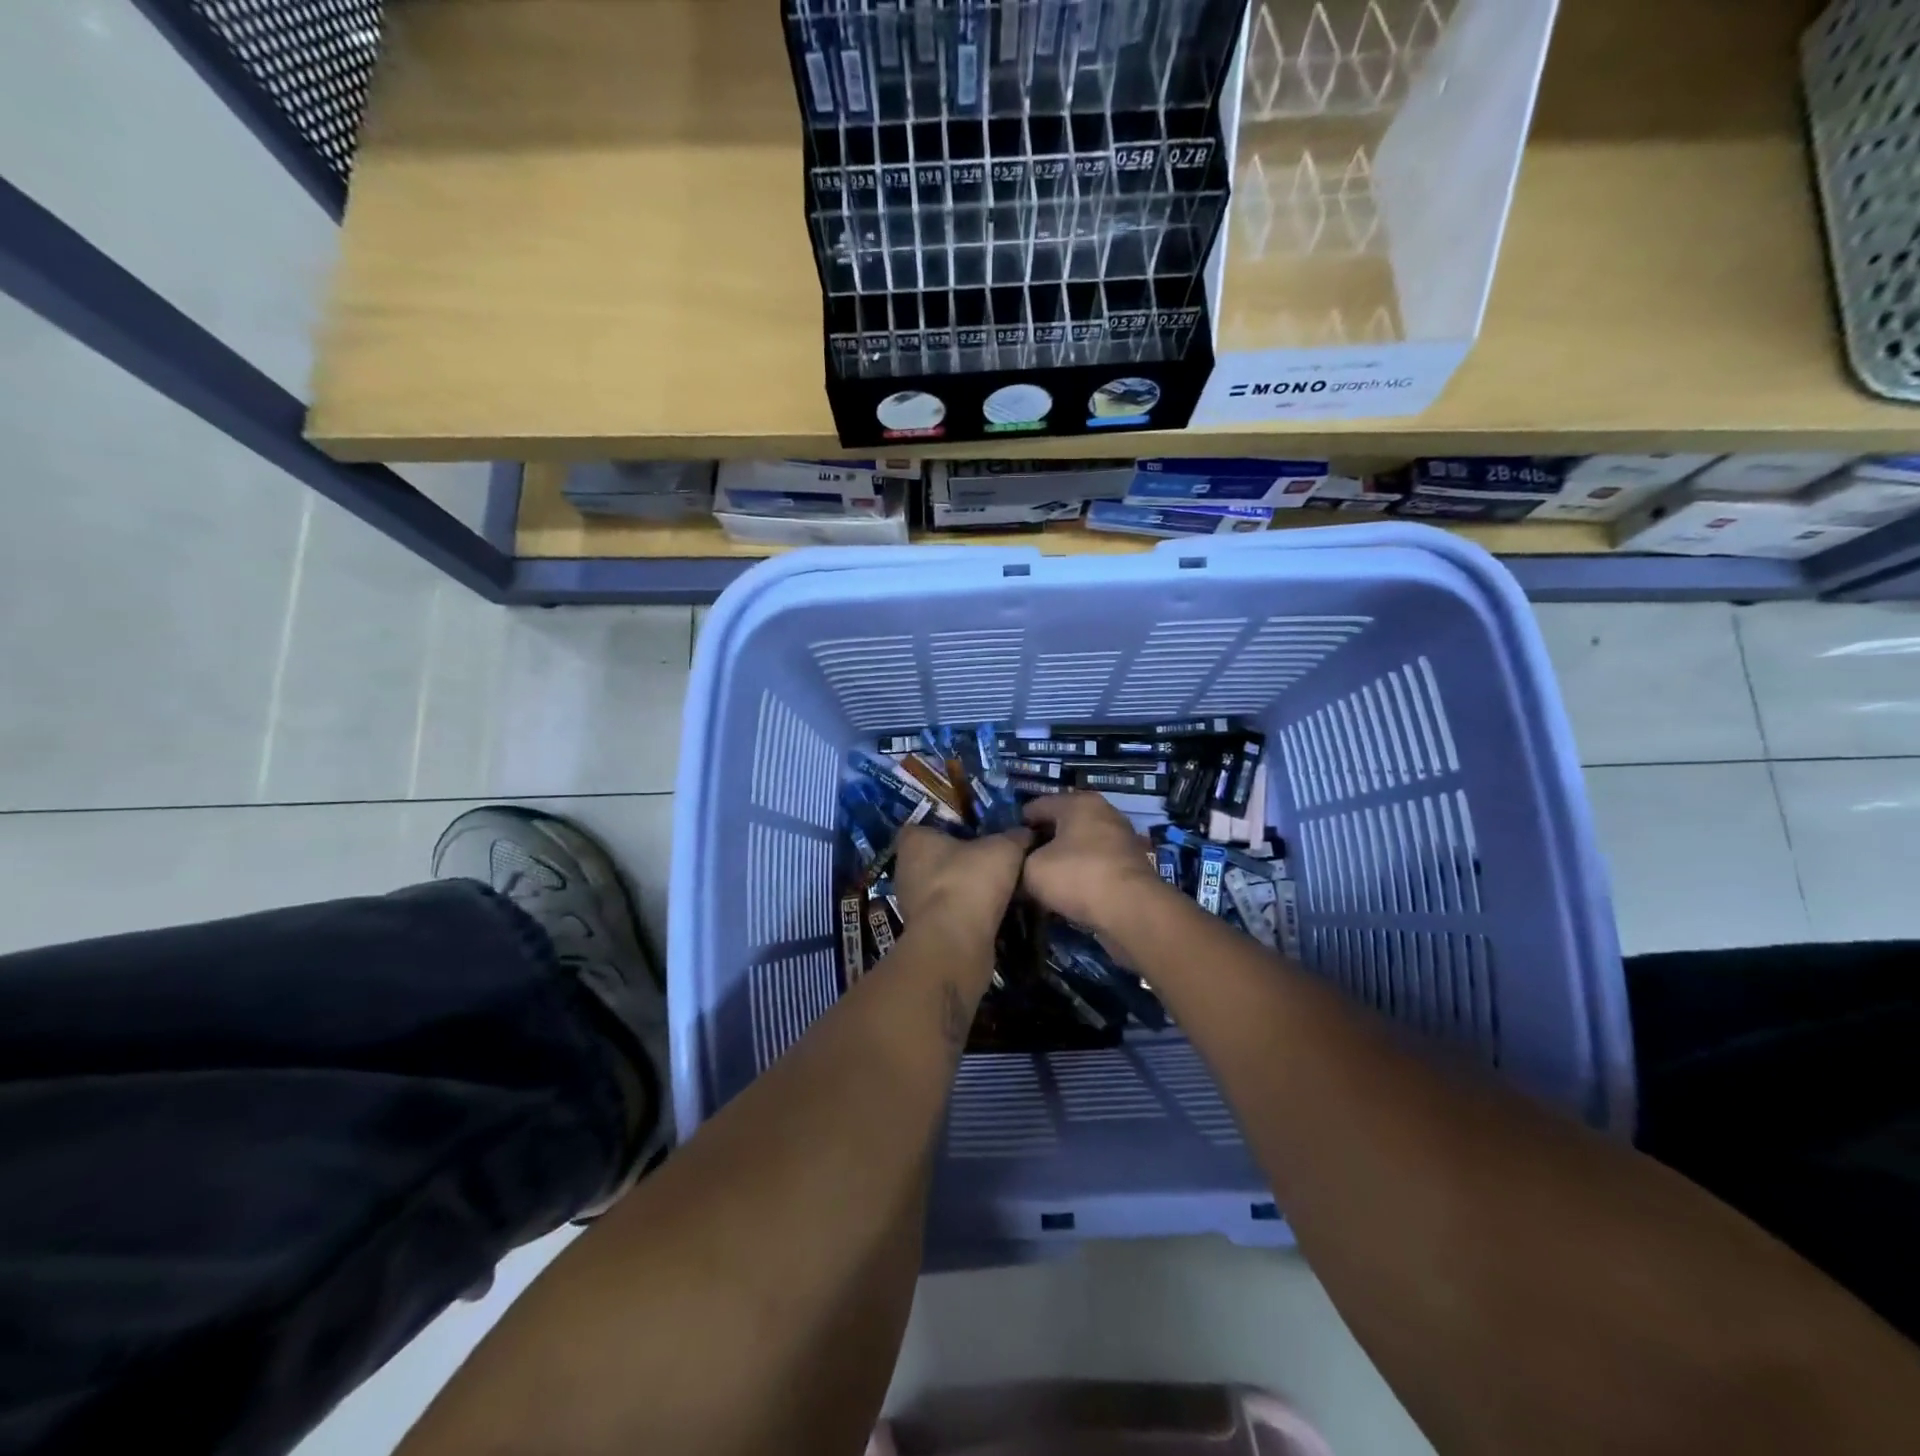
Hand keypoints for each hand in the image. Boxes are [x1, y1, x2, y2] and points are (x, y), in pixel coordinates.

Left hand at [893, 825, 1031, 937]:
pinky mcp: (922, 932)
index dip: (944, 829)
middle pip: (930, 859)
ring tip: (992, 891)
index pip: (921, 828)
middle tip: (987, 862)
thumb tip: (1026, 832)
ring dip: (960, 891)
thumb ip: (1014, 837)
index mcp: (914, 841)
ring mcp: (909, 904)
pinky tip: (986, 917)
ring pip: (937, 889)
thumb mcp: (1004, 849)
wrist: (956, 940)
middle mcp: (904, 869)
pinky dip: (961, 915)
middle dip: (955, 862)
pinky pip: (944, 915)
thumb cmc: (970, 879)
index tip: (969, 833)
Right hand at [1020, 793, 1172, 934]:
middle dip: (1043, 841)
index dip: (1020, 823)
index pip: (1039, 805)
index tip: (1007, 843)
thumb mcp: (1032, 870)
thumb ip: (1021, 863)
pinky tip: (1069, 892)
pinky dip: (1083, 874)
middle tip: (1022, 862)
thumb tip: (1022, 868)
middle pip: (1063, 824)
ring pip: (1081, 846)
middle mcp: (1103, 813)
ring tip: (1044, 879)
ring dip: (1064, 860)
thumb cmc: (1077, 876)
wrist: (1131, 910)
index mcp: (1078, 803)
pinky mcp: (1132, 866)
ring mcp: (1122, 839)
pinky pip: (1097, 865)